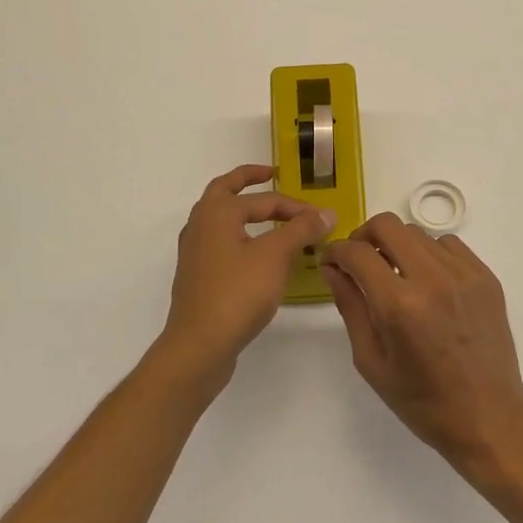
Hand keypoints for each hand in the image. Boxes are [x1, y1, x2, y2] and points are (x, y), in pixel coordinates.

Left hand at [162, 164, 333, 382]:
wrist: (199, 346)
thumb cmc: (237, 293)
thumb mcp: (276, 256)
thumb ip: (301, 230)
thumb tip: (326, 212)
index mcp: (216, 212)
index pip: (263, 199)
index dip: (296, 206)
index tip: (322, 218)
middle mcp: (200, 225)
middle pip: (226, 192)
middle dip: (250, 182)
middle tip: (272, 176)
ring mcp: (195, 252)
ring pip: (221, 219)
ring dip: (245, 212)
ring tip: (270, 217)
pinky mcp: (198, 277)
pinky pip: (222, 244)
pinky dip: (241, 238)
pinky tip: (259, 255)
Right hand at [322, 213, 522, 476]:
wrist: (488, 418)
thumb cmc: (422, 401)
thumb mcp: (371, 361)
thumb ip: (350, 306)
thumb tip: (333, 268)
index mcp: (399, 305)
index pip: (357, 253)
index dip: (336, 251)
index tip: (331, 262)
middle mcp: (432, 278)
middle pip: (387, 226)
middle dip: (363, 236)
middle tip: (359, 261)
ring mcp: (463, 274)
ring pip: (417, 233)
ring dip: (398, 246)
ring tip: (396, 275)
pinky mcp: (485, 276)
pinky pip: (448, 244)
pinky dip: (429, 253)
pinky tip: (428, 282)